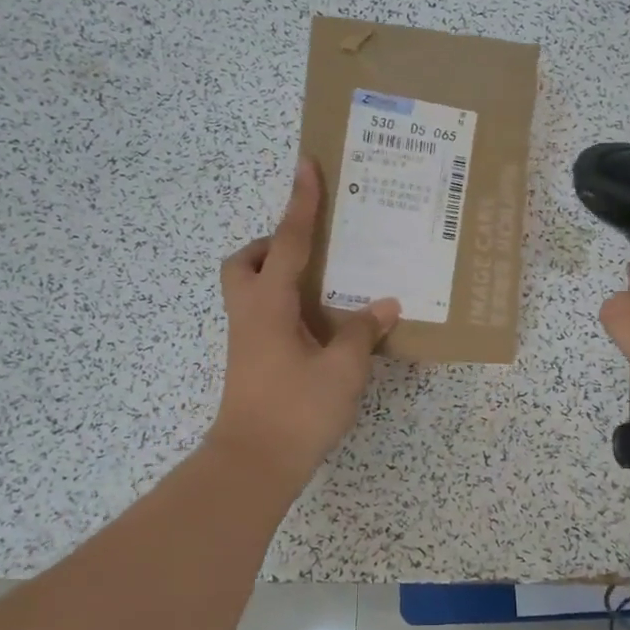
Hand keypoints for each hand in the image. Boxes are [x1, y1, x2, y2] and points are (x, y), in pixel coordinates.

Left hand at [208, 158, 399, 479]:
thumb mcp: (342, 370)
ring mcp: (247, 338)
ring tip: (323, 286)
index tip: (306, 165)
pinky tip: (320, 324)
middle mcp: (251, 313)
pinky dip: (286, 305)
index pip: (289, 241)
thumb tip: (383, 304)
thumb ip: (361, 331)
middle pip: (246, 261)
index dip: (301, 202)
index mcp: (269, 304)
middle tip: (311, 251)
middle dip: (273, 245)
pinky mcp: (251, 360)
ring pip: (251, 288)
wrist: (253, 464)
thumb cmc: (297, 411)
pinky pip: (264, 313)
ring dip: (278, 275)